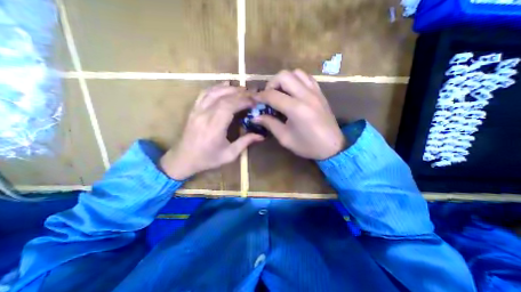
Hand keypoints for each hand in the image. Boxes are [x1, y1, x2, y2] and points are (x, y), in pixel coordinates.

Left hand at [159, 82, 264, 179]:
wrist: (183, 160)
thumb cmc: (208, 159)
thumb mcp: (229, 155)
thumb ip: (245, 142)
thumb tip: (261, 136)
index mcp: (214, 127)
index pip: (229, 106)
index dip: (243, 101)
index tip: (255, 101)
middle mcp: (204, 115)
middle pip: (223, 97)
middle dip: (240, 93)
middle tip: (252, 94)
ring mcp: (197, 111)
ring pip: (213, 92)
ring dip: (229, 88)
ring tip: (242, 90)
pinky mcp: (193, 110)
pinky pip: (204, 94)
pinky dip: (216, 88)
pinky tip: (224, 87)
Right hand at [252, 69, 344, 159]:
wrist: (333, 146)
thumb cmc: (308, 145)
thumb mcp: (285, 138)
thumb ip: (270, 124)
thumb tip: (255, 117)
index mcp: (296, 109)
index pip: (272, 95)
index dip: (260, 96)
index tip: (254, 99)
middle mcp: (306, 95)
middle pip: (283, 76)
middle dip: (271, 84)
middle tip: (268, 96)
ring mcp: (315, 92)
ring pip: (296, 73)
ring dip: (284, 80)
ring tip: (280, 93)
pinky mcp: (320, 93)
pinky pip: (307, 78)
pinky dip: (296, 80)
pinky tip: (293, 92)